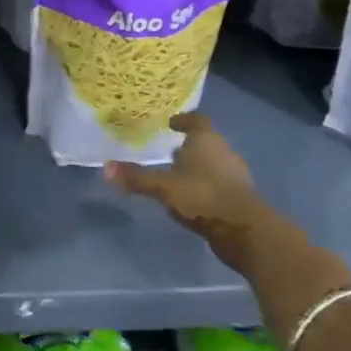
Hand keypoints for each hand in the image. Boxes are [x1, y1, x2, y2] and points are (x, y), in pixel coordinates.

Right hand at [104, 112, 274, 272]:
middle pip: (206, 142)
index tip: (171, 123)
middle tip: (170, 151)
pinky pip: (219, 185)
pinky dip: (205, 188)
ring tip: (177, 177)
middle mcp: (224, 152)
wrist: (245, 231)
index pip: (197, 120)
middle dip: (189, 146)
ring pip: (213, 164)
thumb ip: (137, 178)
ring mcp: (235, 176)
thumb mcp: (164, 187)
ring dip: (198, 168)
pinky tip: (192, 200)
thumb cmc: (203, 196)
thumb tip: (105, 167)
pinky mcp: (240, 199)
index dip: (184, 120)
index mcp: (207, 140)